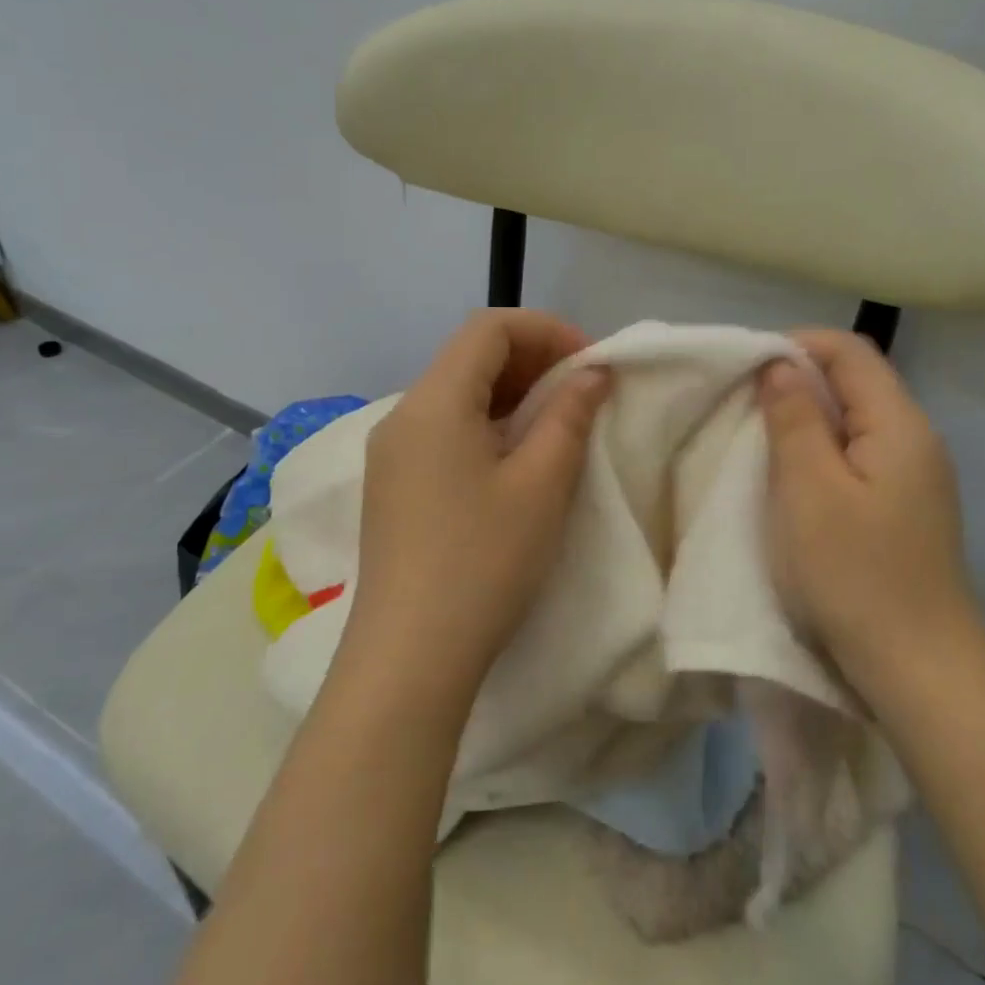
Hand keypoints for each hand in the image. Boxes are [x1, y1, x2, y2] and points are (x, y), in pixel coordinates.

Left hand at [340, 310, 610, 707]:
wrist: (408, 657)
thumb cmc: (483, 562)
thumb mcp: (541, 485)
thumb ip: (569, 416)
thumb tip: (591, 374)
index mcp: (433, 402)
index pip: (489, 327)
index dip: (546, 330)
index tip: (590, 363)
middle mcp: (404, 414)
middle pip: (470, 355)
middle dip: (532, 359)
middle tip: (582, 389)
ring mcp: (392, 452)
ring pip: (457, 392)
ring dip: (512, 392)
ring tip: (558, 420)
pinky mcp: (393, 484)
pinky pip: (444, 428)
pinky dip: (487, 423)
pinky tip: (517, 456)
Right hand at [758, 329, 983, 685]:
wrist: (920, 674)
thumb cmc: (855, 576)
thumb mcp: (809, 490)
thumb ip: (794, 418)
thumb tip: (781, 365)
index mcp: (900, 424)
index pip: (850, 351)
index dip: (796, 344)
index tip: (746, 367)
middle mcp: (917, 439)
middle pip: (856, 381)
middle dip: (797, 379)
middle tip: (744, 402)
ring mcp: (915, 477)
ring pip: (855, 419)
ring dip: (806, 416)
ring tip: (761, 436)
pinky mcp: (905, 508)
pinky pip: (859, 455)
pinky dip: (821, 450)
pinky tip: (794, 477)